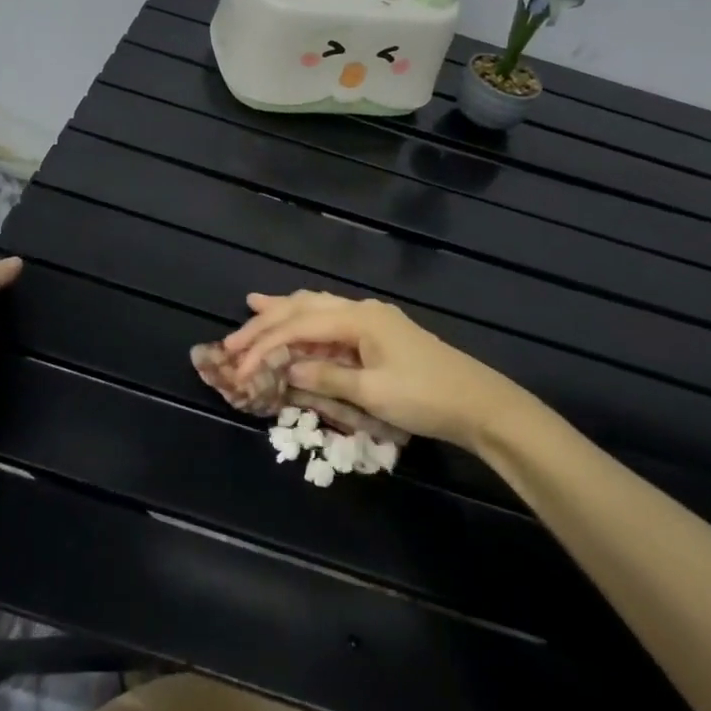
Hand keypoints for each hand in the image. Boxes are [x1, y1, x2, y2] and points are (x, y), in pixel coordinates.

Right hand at [222, 290, 542, 451]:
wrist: (478, 403)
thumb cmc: (425, 397)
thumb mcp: (372, 392)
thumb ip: (326, 377)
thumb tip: (288, 369)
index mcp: (358, 318)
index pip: (299, 326)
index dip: (264, 345)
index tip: (238, 365)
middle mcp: (361, 310)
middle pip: (304, 308)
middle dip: (266, 322)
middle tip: (232, 338)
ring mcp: (372, 320)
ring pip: (318, 308)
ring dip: (284, 312)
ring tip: (255, 307)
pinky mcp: (379, 334)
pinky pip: (332, 321)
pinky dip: (307, 323)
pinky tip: (299, 324)